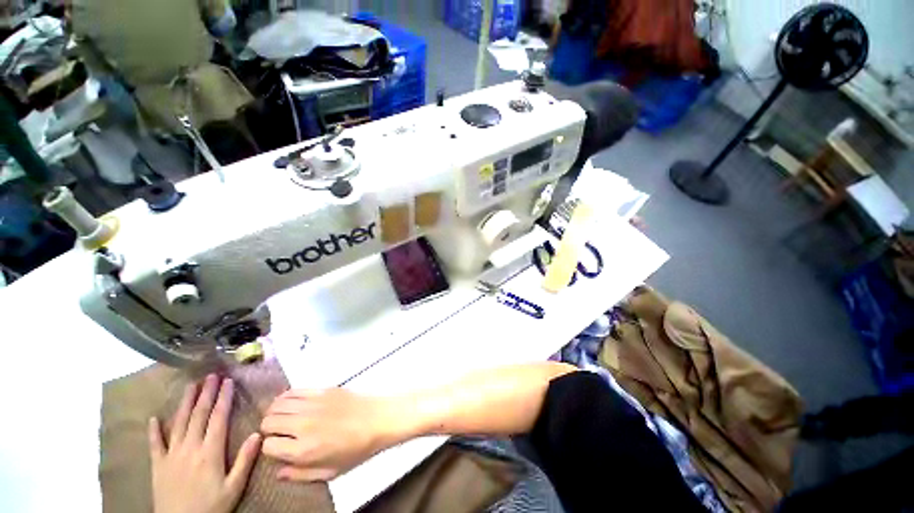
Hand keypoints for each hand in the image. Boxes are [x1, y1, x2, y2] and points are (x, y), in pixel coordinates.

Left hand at [149, 374, 261, 512]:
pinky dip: (154, 430)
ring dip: (185, 403)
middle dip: (206, 394)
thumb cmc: (211, 507)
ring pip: (178, 424)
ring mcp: (171, 455)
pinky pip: (154, 444)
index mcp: (210, 452)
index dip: (224, 399)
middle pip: (198, 416)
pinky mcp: (158, 465)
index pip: (218, 419)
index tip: (229, 382)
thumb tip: (259, 433)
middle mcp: (190, 448)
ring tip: (190, 386)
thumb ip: (245, 460)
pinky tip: (154, 418)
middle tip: (212, 376)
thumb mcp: (234, 487)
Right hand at [260, 388, 403, 481]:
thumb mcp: (329, 472)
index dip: (270, 449)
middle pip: (268, 422)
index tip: (279, 448)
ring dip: (275, 412)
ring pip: (278, 404)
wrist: (378, 419)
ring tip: (282, 418)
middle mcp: (303, 424)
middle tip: (279, 433)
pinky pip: (295, 390)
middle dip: (269, 430)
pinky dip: (287, 397)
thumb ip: (300, 474)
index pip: (267, 446)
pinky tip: (291, 403)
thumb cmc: (356, 449)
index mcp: (304, 449)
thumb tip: (278, 472)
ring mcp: (313, 404)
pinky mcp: (323, 389)